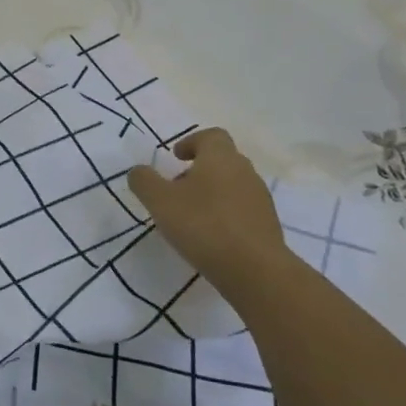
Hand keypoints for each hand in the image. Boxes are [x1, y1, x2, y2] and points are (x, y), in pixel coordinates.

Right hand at [127, 128, 287, 282]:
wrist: (255, 270)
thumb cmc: (203, 225)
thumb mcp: (160, 201)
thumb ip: (144, 181)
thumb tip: (138, 171)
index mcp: (220, 158)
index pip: (211, 136)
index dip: (192, 142)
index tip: (176, 157)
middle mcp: (245, 171)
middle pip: (222, 160)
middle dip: (198, 170)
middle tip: (176, 189)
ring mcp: (259, 199)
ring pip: (232, 186)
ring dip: (211, 193)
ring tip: (190, 217)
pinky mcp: (267, 225)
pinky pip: (241, 210)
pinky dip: (225, 215)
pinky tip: (210, 237)